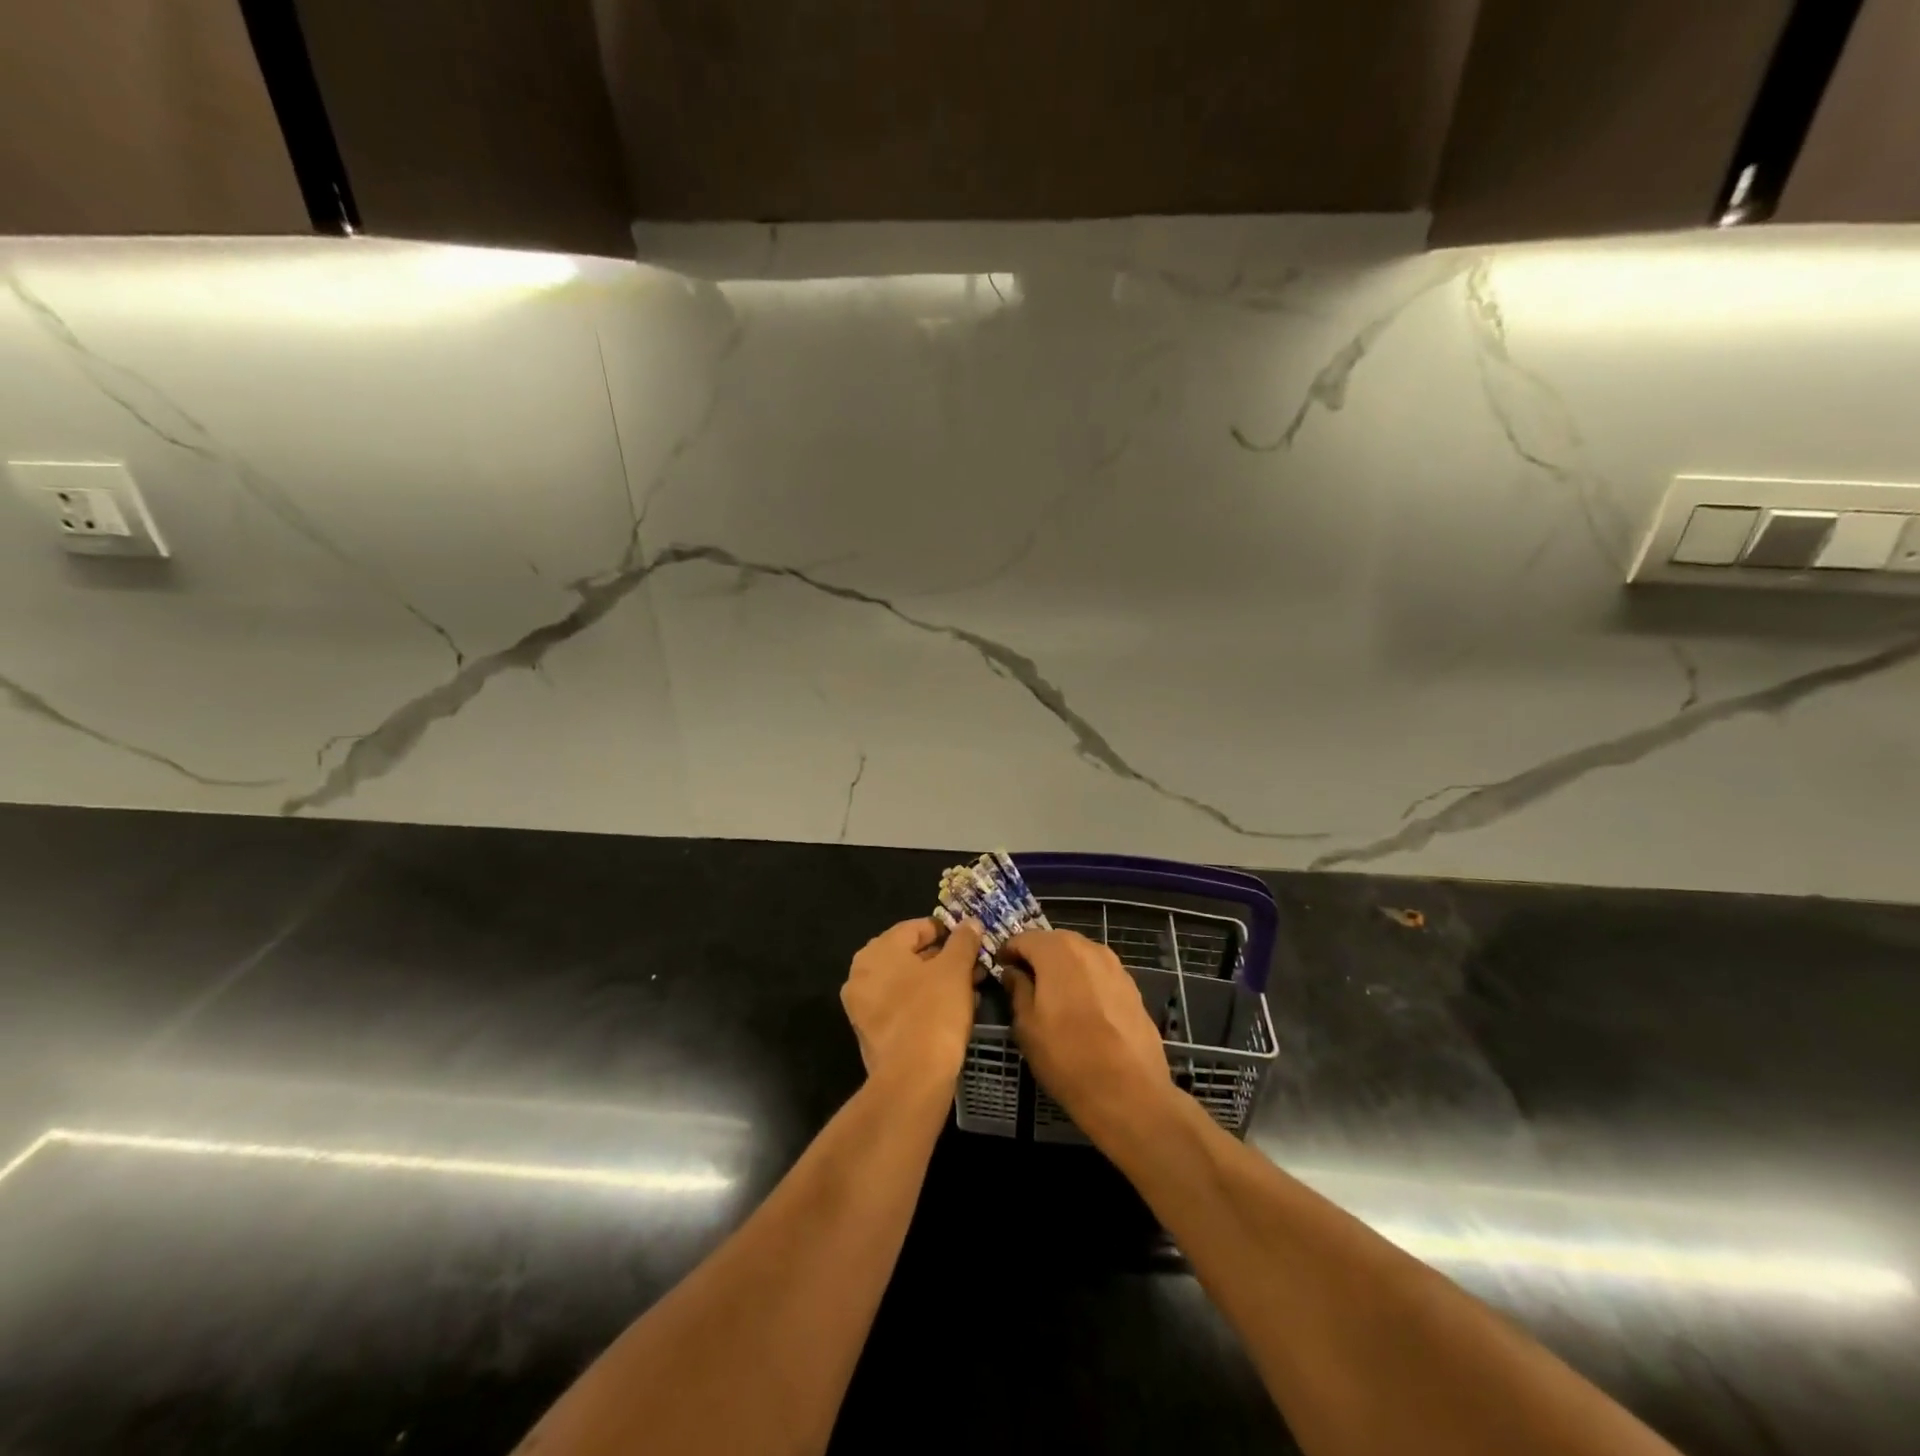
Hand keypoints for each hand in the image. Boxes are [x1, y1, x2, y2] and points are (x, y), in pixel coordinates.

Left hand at [841, 917, 983, 1094]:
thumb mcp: (955, 970)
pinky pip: (901, 1006)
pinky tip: (952, 1011)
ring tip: (969, 988)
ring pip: (907, 982)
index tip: (971, 940)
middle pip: (909, 955)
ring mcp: (862, 1005)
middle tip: (973, 965)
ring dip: (937, 982)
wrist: (912, 1080)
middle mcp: (861, 973)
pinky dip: (924, 1003)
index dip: (946, 931)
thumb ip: (963, 941)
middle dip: (944, 959)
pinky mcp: (871, 1033)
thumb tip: (970, 923)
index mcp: (877, 951)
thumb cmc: (933, 1013)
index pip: (915, 928)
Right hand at [1000, 929, 1176, 1143]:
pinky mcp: (1132, 985)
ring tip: (1053, 995)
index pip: (1024, 938)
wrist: (1129, 1091)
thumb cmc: (1067, 1057)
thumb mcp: (1027, 1026)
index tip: (1001, 969)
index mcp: (1057, 951)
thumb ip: (1018, 990)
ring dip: (1063, 967)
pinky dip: (1085, 980)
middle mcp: (1088, 948)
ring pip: (1079, 955)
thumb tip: (1014, 972)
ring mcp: (1114, 965)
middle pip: (1054, 941)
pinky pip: (1099, 972)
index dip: (1009, 951)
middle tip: (1024, 981)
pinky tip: (1082, 1008)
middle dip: (1037, 956)